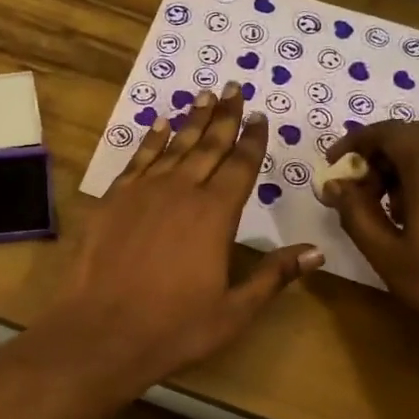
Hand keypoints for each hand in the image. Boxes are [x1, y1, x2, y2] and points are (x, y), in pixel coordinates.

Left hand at [40, 85, 322, 388]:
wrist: (102, 330)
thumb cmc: (174, 327)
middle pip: (209, 145)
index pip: (241, 165)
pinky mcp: (114, 199)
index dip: (252, 139)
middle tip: (234, 88)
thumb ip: (273, 276)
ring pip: (174, 145)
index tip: (259, 116)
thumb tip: (316, 251)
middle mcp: (182, 191)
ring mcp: (144, 192)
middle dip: (224, 116)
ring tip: (205, 95)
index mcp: (216, 214)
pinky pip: (138, 158)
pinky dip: (151, 139)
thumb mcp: (234, 311)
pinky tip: (160, 125)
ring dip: (192, 120)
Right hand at [324, 123, 418, 357]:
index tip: (334, 165)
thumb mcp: (387, 254)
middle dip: (379, 155)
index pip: (386, 131)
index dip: (354, 143)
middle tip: (359, 191)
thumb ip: (355, 212)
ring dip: (406, 165)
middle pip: (412, 135)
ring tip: (390, 208)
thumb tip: (335, 185)